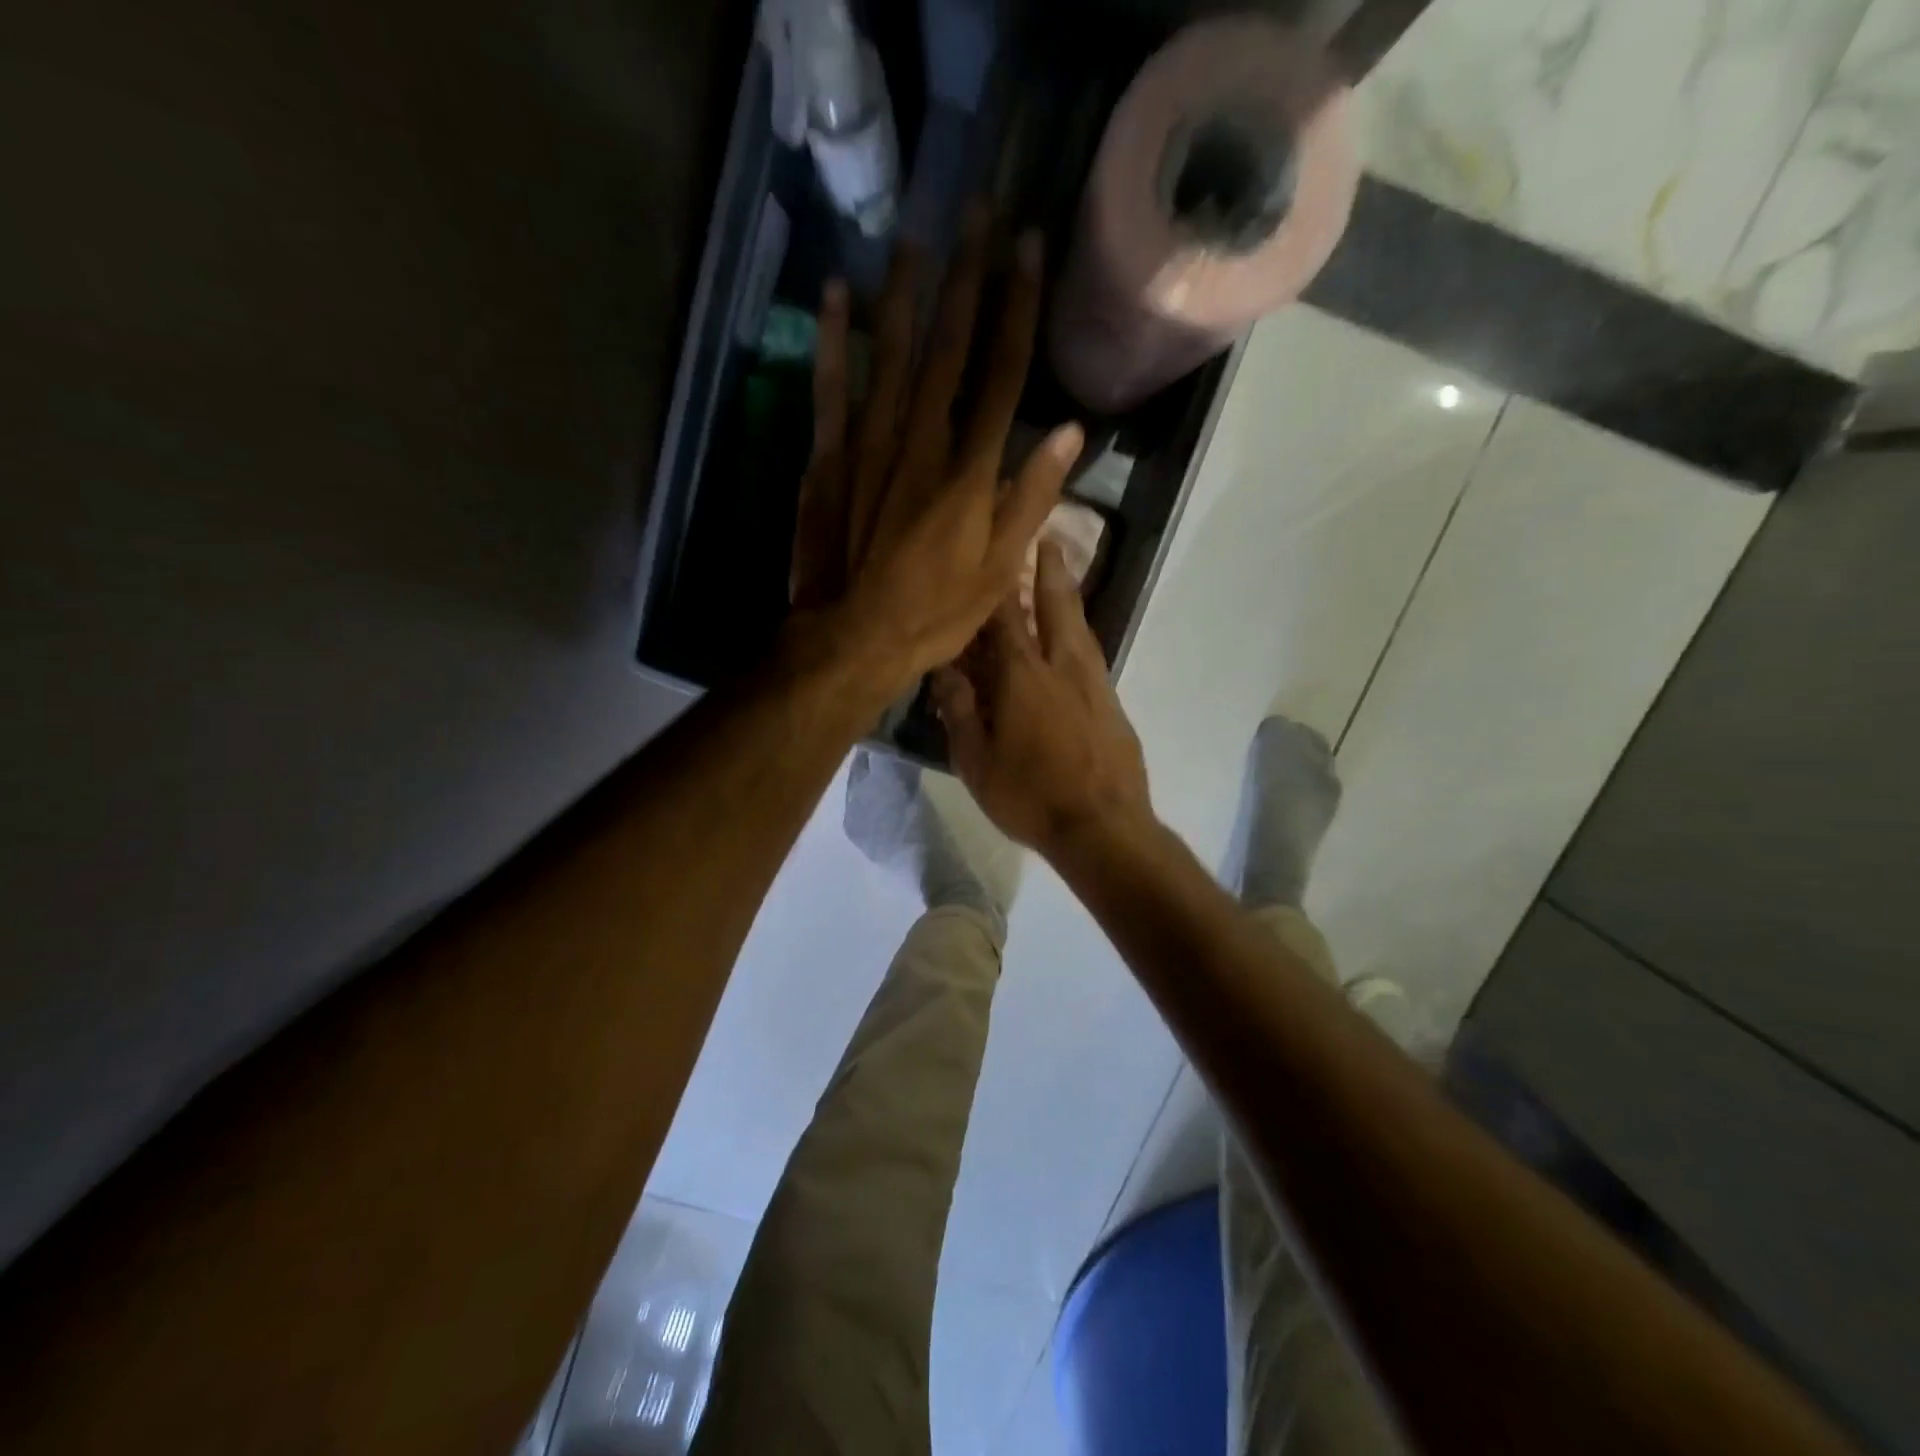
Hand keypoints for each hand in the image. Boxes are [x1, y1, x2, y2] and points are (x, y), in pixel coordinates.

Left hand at [789, 204, 1083, 697]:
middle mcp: (921, 441)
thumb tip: (1070, 434)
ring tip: (915, 235)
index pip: (1003, 373)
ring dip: (904, 292)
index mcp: (969, 470)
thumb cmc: (934, 614)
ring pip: (890, 355)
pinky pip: (830, 389)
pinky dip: (832, 341)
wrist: (852, 638)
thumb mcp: (998, 571)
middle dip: (966, 277)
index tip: (1030, 248)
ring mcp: (869, 446)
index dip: (1019, 308)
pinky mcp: (828, 460)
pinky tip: (836, 295)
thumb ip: (1031, 500)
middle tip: (978, 211)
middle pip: (949, 348)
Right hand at [931, 541, 1153, 857]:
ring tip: (1060, 571)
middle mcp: (1062, 665)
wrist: (1103, 827)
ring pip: (1080, 625)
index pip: (1005, 615)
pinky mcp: (1112, 702)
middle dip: (1049, 566)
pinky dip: (1078, 633)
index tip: (994, 547)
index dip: (998, 580)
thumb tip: (942, 670)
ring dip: (1068, 594)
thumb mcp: (977, 762)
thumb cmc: (1030, 797)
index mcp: (1022, 675)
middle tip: (1046, 535)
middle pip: (1056, 603)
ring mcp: (1094, 682)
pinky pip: (1091, 653)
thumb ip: (959, 711)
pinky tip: (1074, 639)